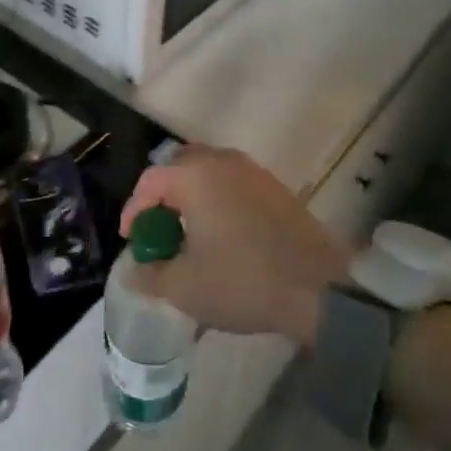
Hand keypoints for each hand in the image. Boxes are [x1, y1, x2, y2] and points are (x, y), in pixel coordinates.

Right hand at [119, 145, 350, 346]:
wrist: (319, 289)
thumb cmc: (242, 281)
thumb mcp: (184, 287)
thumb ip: (150, 275)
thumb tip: (134, 270)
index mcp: (195, 175)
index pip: (149, 181)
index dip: (134, 211)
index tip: (131, 241)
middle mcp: (222, 161)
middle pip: (178, 167)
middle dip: (162, 197)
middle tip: (158, 230)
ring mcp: (253, 171)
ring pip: (208, 172)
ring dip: (191, 197)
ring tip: (188, 233)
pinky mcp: (275, 187)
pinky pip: (232, 183)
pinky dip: (217, 200)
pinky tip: (221, 234)